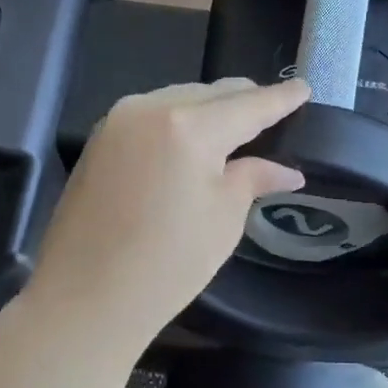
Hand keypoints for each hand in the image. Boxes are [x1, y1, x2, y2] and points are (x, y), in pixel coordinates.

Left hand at [25, 78, 309, 353]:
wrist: (83, 299)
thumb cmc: (167, 265)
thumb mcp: (223, 220)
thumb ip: (253, 179)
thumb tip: (286, 170)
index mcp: (189, 127)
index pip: (249, 104)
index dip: (281, 98)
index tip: (304, 88)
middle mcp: (150, 108)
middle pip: (211, 92)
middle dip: (245, 100)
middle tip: (275, 112)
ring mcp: (118, 120)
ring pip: (179, 98)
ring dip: (210, 108)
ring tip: (236, 128)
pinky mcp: (100, 139)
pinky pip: (153, 114)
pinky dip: (180, 120)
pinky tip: (193, 141)